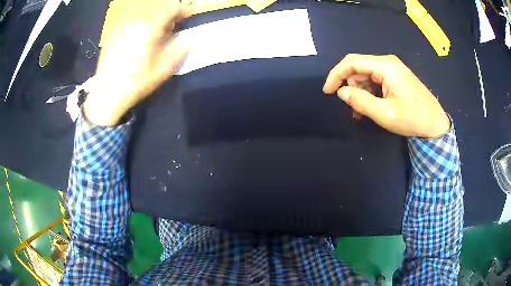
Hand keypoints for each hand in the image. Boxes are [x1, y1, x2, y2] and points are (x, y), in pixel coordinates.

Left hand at [83, 4, 191, 125]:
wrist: (106, 95)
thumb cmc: (135, 84)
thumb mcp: (161, 71)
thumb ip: (177, 52)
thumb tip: (187, 40)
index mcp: (149, 31)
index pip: (169, 10)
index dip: (182, 10)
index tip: (187, 16)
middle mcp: (135, 24)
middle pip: (156, 15)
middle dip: (165, 22)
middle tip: (168, 35)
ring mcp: (121, 29)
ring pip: (143, 21)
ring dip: (151, 27)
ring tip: (150, 42)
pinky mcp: (112, 36)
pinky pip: (130, 27)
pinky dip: (138, 31)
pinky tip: (134, 47)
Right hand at [323, 54, 449, 137]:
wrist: (435, 124)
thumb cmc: (412, 118)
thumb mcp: (384, 113)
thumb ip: (360, 101)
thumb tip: (341, 92)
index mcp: (385, 66)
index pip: (352, 62)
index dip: (336, 74)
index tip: (327, 91)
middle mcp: (387, 63)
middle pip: (359, 69)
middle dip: (351, 87)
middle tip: (353, 109)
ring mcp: (392, 69)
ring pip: (366, 76)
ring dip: (360, 93)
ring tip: (362, 113)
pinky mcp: (395, 77)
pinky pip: (375, 81)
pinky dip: (369, 93)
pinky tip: (371, 108)